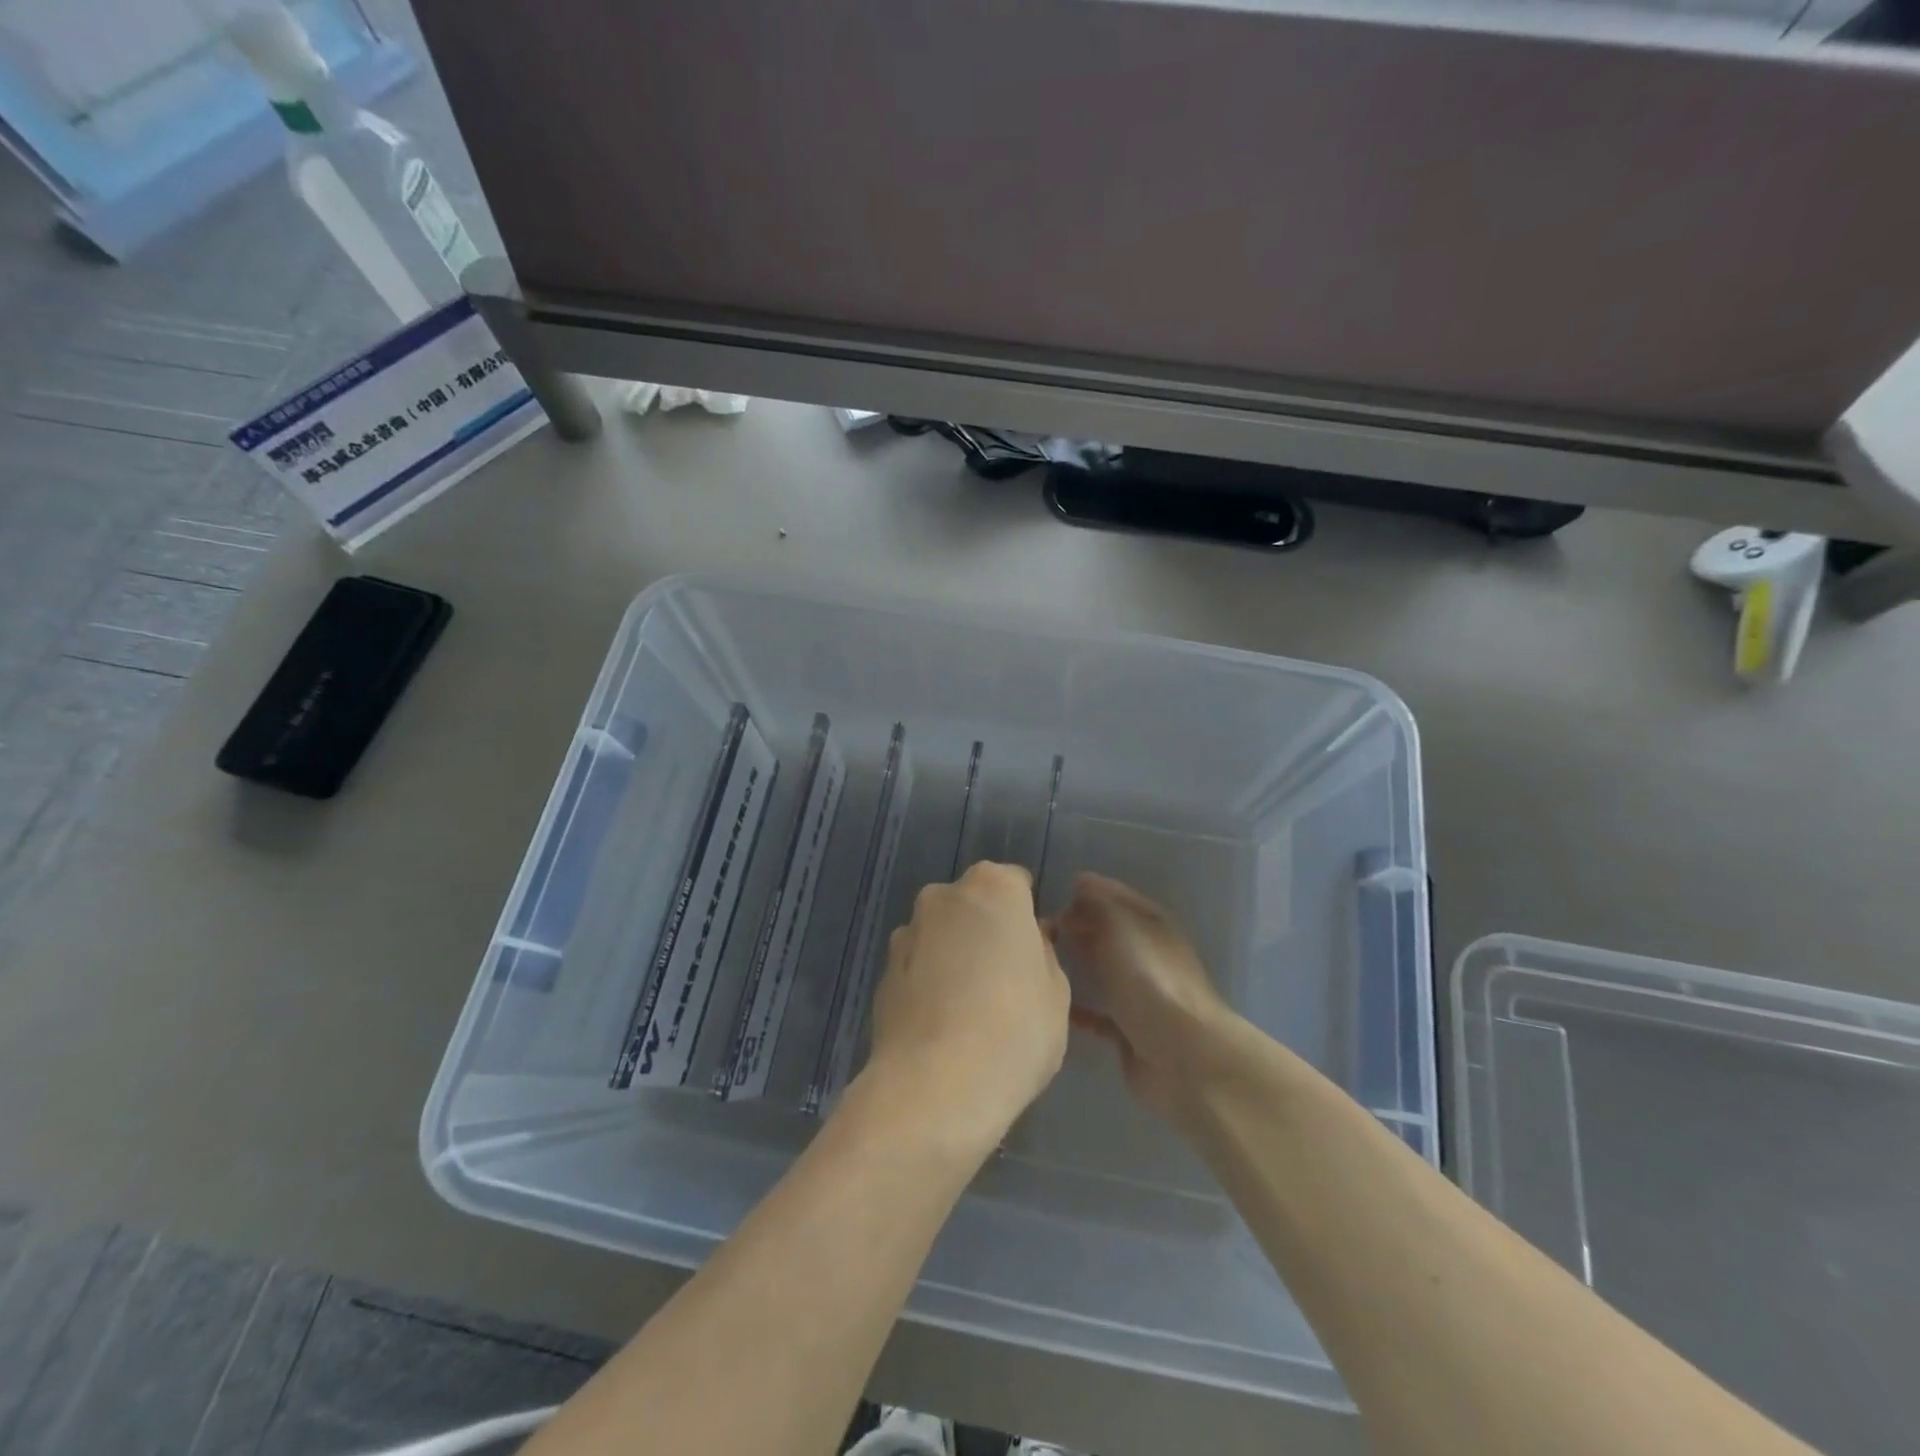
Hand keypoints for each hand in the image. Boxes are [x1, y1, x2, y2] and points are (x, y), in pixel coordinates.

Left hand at [864, 862, 1070, 1149]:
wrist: (934, 1086)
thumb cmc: (1015, 1030)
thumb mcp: (1057, 993)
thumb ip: (1042, 954)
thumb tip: (1028, 942)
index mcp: (993, 888)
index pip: (1016, 883)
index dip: (1026, 916)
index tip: (1033, 950)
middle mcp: (943, 896)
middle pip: (973, 904)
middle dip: (986, 930)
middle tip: (1004, 979)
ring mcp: (907, 932)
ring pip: (941, 934)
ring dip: (953, 955)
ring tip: (969, 1008)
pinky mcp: (882, 972)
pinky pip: (917, 966)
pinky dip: (928, 982)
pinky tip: (941, 1025)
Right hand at [1054, 872, 1239, 1126]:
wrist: (1181, 1056)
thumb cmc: (1149, 980)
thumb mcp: (1121, 926)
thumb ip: (1098, 902)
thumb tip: (1081, 883)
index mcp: (1152, 924)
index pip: (1117, 896)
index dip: (1089, 892)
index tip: (1056, 893)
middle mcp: (1148, 954)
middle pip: (1109, 933)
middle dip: (1078, 927)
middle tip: (1041, 928)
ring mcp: (1141, 994)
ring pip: (1103, 970)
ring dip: (1077, 964)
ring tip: (1040, 962)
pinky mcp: (1130, 1030)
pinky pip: (1097, 1013)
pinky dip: (1077, 1008)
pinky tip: (1051, 1005)